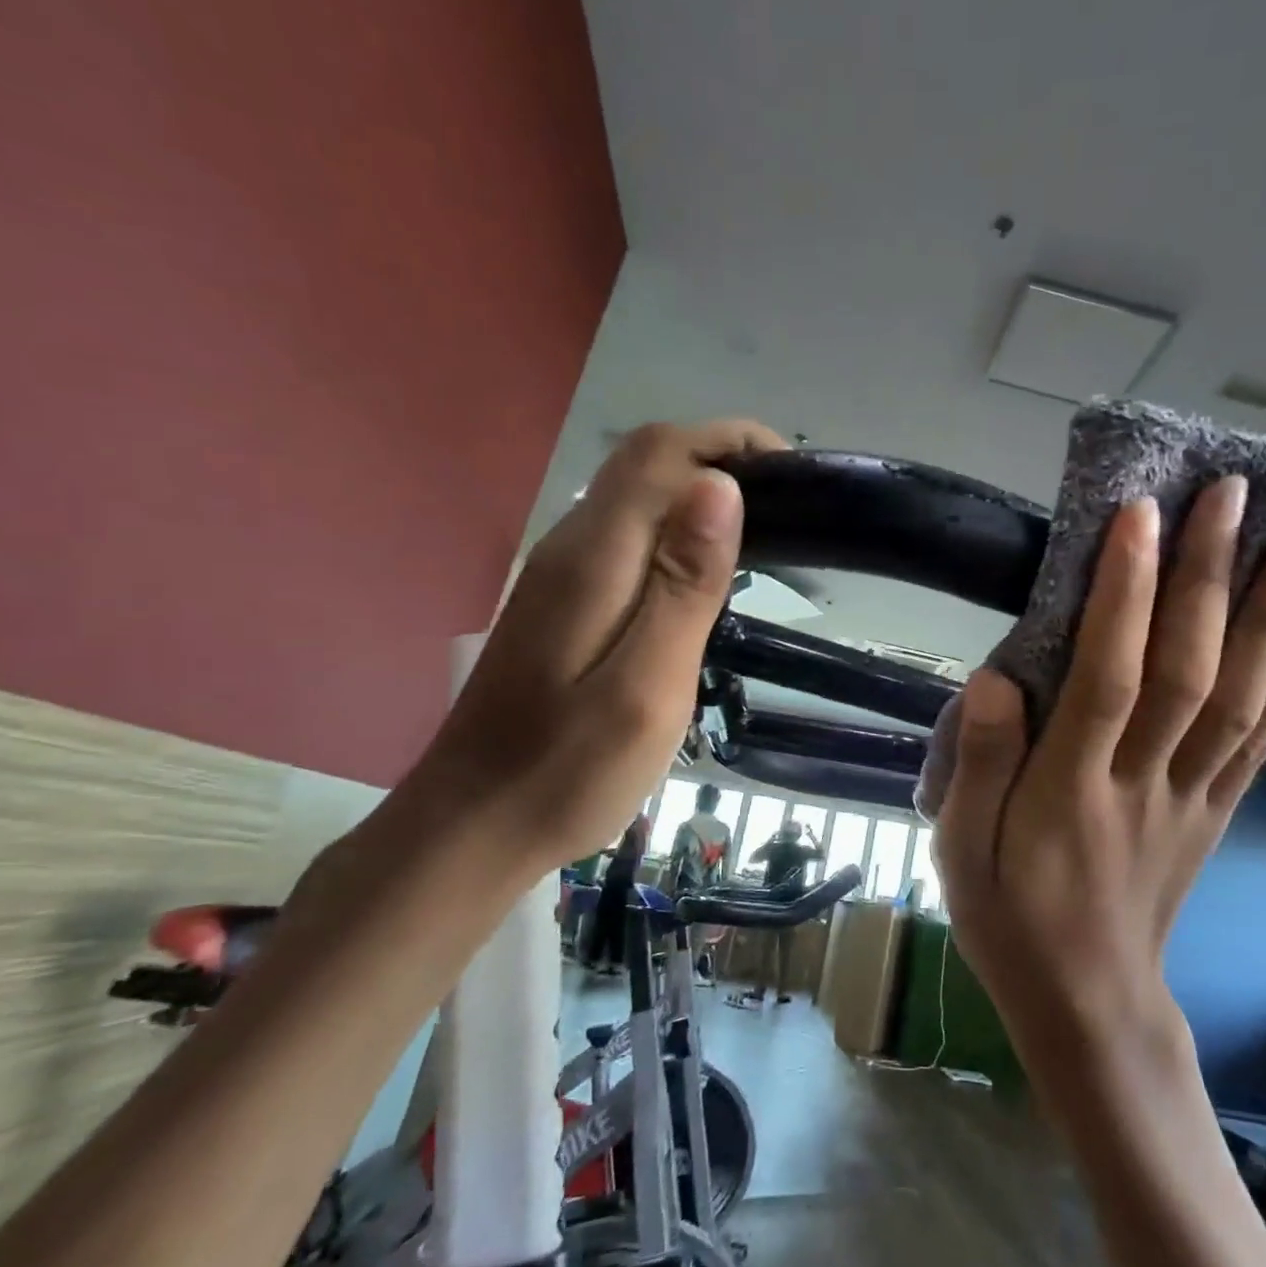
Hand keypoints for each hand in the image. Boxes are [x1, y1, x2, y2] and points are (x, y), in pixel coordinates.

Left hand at [400, 419, 783, 873]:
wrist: (472, 827)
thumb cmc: (568, 771)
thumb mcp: (646, 686)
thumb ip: (684, 586)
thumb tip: (721, 486)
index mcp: (594, 558)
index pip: (660, 454)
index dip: (727, 440)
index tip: (793, 471)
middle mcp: (571, 547)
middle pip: (644, 464)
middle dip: (719, 458)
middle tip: (792, 505)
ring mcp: (560, 575)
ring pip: (634, 497)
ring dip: (700, 492)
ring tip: (766, 532)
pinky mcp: (562, 602)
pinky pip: (626, 536)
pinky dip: (677, 530)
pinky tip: (706, 573)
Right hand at [934, 481, 1265, 1056]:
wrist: (1088, 1005)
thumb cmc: (1010, 920)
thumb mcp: (959, 852)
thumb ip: (976, 767)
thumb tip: (995, 680)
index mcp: (1070, 792)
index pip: (1107, 677)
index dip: (1125, 595)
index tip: (1138, 516)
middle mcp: (1143, 783)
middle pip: (1187, 671)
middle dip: (1209, 577)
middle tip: (1230, 494)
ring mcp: (1192, 798)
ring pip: (1239, 699)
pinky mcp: (1216, 815)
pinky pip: (1260, 747)